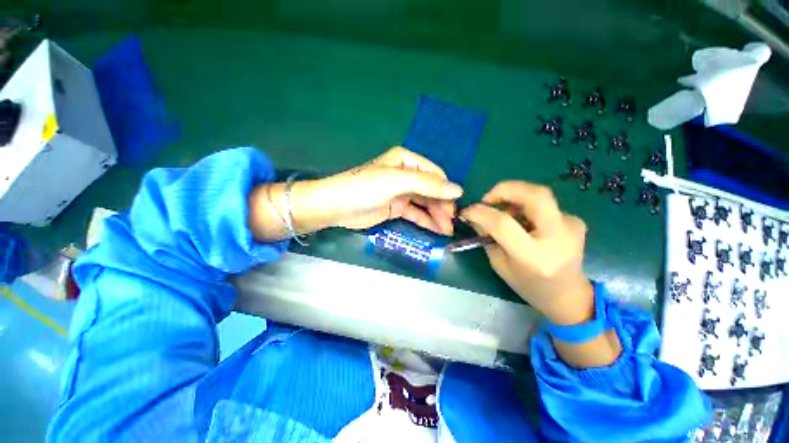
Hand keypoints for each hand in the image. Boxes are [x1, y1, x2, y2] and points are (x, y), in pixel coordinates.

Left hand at [313, 146, 462, 233]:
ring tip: (447, 232)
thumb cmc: (365, 188)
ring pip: (425, 203)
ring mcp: (401, 192)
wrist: (335, 206)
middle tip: (451, 225)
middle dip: (442, 207)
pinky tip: (437, 230)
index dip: (446, 191)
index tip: (455, 209)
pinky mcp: (396, 208)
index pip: (435, 175)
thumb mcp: (397, 182)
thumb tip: (458, 190)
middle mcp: (406, 174)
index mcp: (407, 161)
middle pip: (431, 190)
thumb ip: (428, 185)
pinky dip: (426, 221)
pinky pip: (416, 213)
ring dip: (436, 216)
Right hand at [460, 181, 592, 325]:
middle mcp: (557, 238)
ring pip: (540, 196)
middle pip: (536, 195)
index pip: (503, 224)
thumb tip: (475, 215)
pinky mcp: (575, 221)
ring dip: (516, 198)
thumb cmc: (528, 285)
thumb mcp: (500, 265)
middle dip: (506, 189)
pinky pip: (545, 206)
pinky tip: (525, 223)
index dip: (481, 212)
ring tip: (505, 213)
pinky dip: (527, 208)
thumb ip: (487, 238)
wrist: (568, 296)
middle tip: (488, 198)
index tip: (467, 210)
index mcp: (533, 256)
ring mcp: (572, 227)